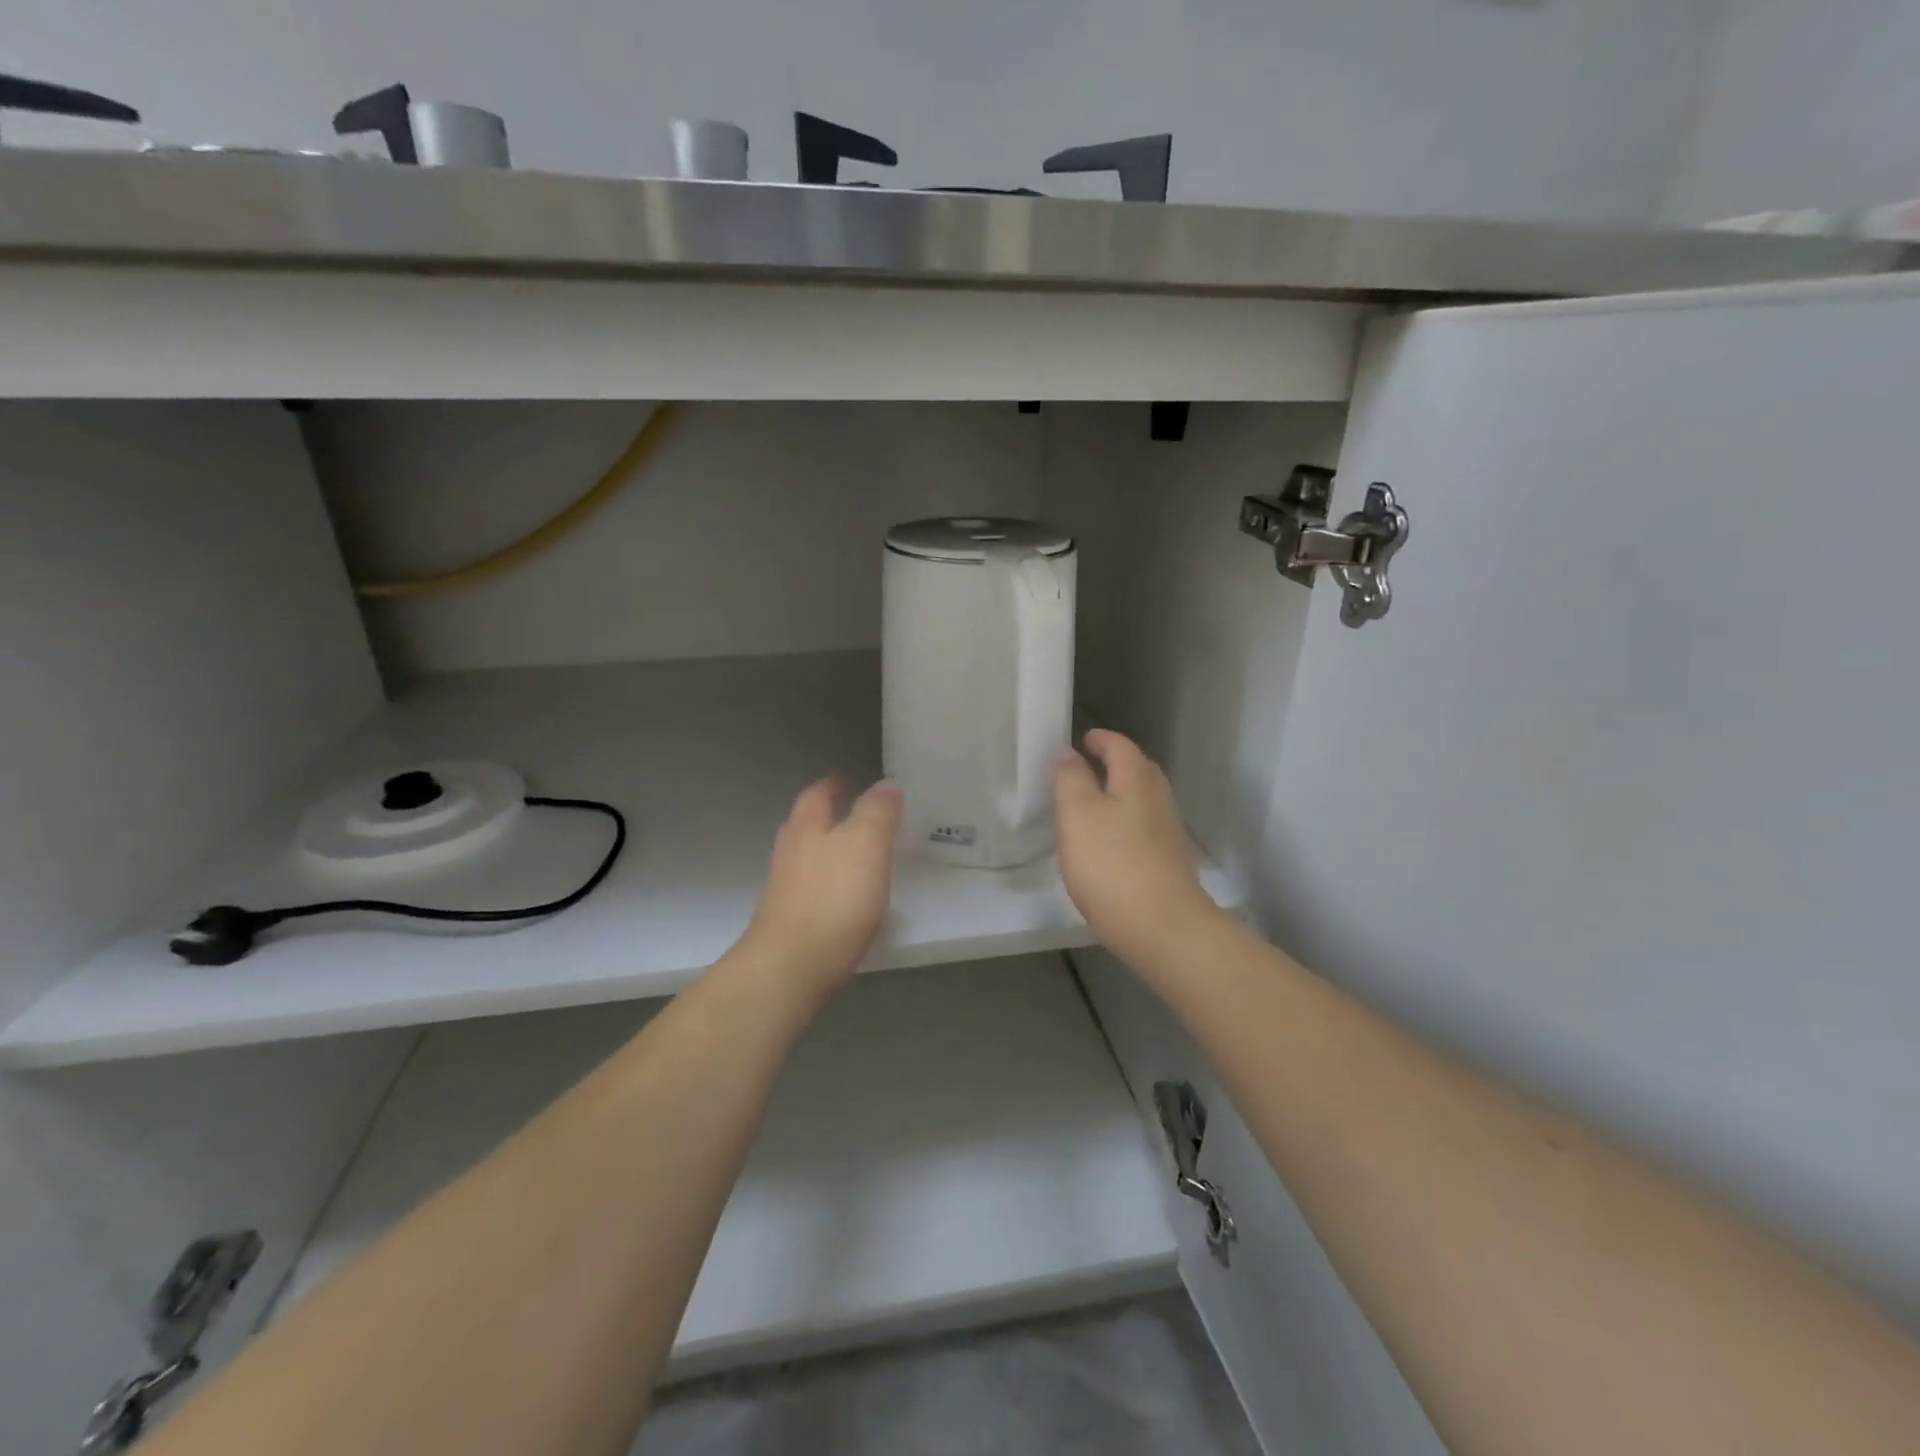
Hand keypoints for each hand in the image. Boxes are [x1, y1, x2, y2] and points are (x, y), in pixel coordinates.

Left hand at [738, 776, 903, 993]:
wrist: (792, 967)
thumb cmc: (833, 898)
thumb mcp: (866, 844)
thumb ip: (877, 811)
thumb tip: (887, 783)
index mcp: (807, 826)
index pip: (818, 793)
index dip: (834, 784)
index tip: (848, 780)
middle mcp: (790, 851)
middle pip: (807, 824)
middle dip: (828, 817)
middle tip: (855, 814)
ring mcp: (785, 888)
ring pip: (808, 857)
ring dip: (829, 850)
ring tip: (857, 854)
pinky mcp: (790, 921)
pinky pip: (812, 889)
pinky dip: (829, 884)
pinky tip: (847, 897)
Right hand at [1054, 730, 1222, 974]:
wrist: (1163, 928)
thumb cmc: (1112, 864)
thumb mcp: (1077, 814)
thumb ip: (1071, 779)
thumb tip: (1068, 751)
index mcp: (1137, 780)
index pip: (1120, 746)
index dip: (1100, 739)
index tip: (1082, 739)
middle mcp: (1159, 799)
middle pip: (1138, 770)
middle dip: (1114, 763)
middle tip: (1087, 767)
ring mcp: (1168, 832)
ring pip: (1143, 800)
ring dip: (1120, 794)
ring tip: (1092, 804)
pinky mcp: (1169, 862)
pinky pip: (1144, 828)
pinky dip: (1125, 822)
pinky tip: (1108, 843)